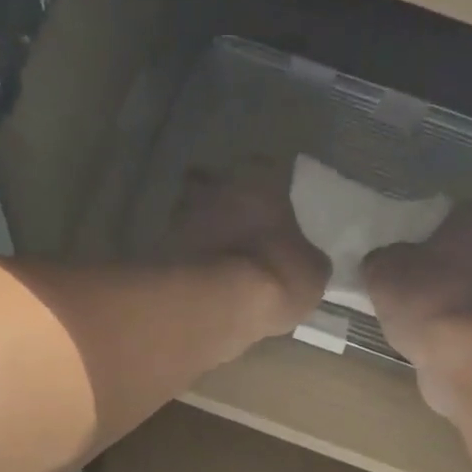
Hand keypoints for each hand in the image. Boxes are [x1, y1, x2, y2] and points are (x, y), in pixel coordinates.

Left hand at [167, 160, 329, 336]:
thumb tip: (305, 263)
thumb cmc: (274, 273)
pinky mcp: (158, 250)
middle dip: (224, 203)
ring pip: (192, 216)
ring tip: (216, 263)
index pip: (264, 168)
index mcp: (257, 177)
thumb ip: (307, 259)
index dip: (269, 191)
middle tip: (236, 232)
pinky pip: (178, 252)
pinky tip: (200, 285)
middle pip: (217, 184)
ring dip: (201, 233)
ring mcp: (181, 215)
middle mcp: (215, 185)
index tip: (273, 212)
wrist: (213, 303)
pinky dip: (187, 264)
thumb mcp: (312, 273)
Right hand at [364, 201, 471, 409]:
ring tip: (408, 311)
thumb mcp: (382, 270)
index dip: (420, 229)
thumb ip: (380, 258)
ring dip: (440, 294)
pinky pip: (466, 314)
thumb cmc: (426, 299)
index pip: (447, 212)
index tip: (398, 248)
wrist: (463, 358)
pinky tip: (425, 333)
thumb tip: (381, 262)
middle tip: (399, 278)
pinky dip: (448, 321)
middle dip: (432, 263)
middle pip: (458, 250)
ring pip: (463, 284)